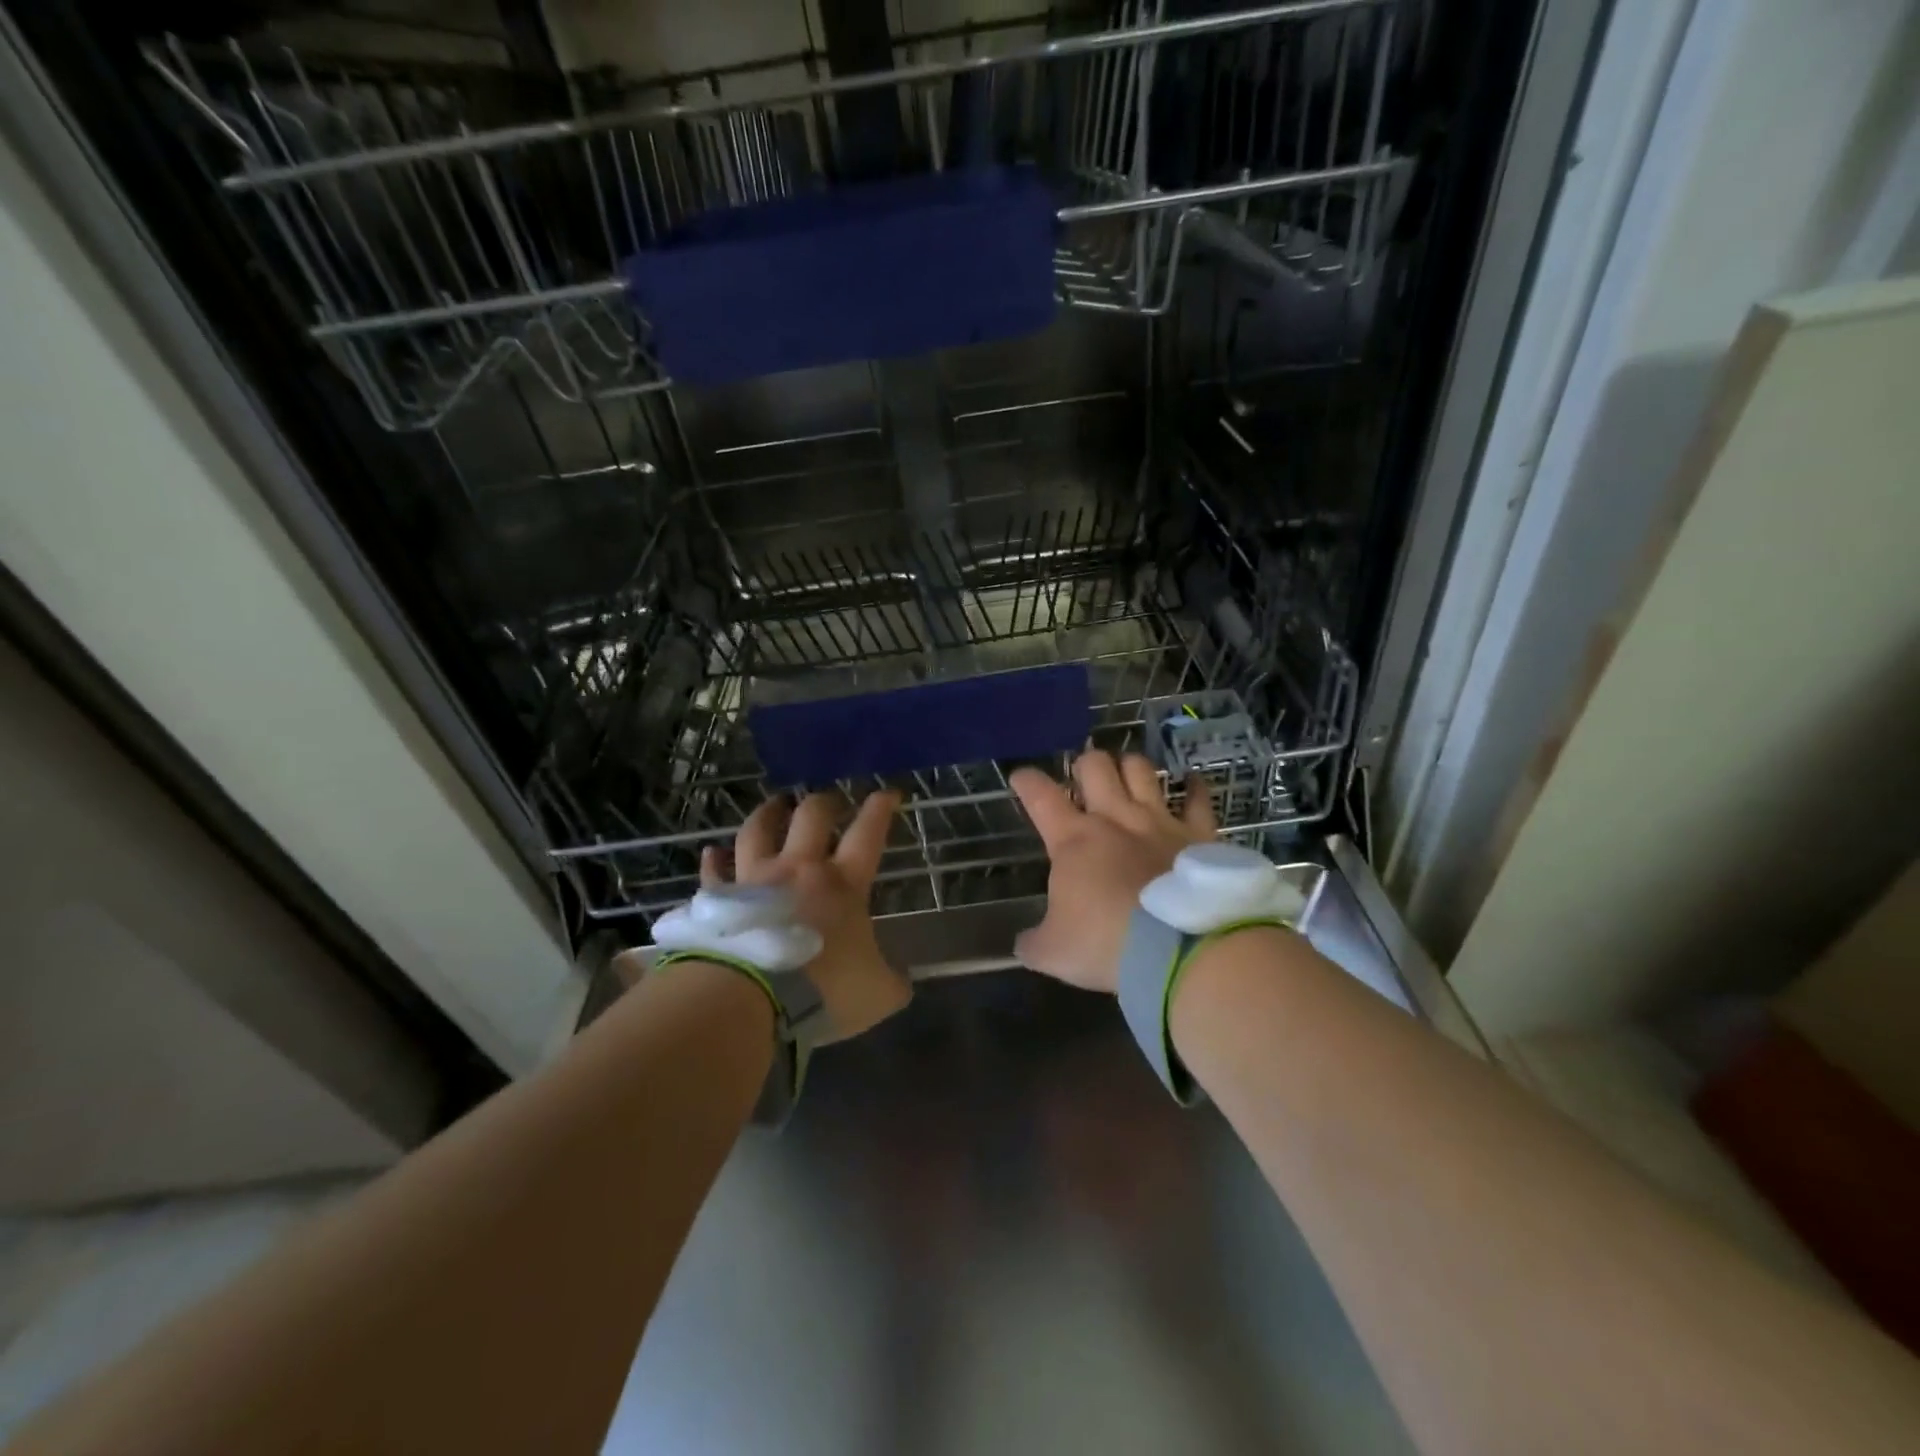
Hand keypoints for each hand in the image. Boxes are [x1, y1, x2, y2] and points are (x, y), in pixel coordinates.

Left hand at [702, 790, 909, 1043]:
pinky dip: (713, 861)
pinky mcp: (720, 900)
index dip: (880, 809)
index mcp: (842, 884)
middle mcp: (798, 869)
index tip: (887, 793)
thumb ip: (891, 983)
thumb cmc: (823, 990)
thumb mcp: (877, 994)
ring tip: (775, 804)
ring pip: (758, 830)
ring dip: (768, 813)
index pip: (868, 834)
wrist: (751, 998)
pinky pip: (714, 872)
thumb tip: (900, 982)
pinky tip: (711, 852)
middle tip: (830, 800)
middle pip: (811, 817)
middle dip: (824, 802)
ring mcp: (755, 880)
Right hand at [1010, 751, 1214, 993]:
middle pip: (1095, 766)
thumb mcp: (1053, 953)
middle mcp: (1115, 818)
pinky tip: (1191, 780)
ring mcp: (1159, 822)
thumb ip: (1034, 942)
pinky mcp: (1198, 834)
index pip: (1041, 796)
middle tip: (1083, 778)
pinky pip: (1198, 799)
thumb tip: (1025, 943)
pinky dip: (1194, 787)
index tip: (1020, 776)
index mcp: (1073, 840)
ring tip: (1127, 773)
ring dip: (1130, 766)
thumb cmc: (1106, 945)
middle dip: (1085, 764)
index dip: (1027, 781)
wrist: (1179, 951)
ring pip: (1140, 770)